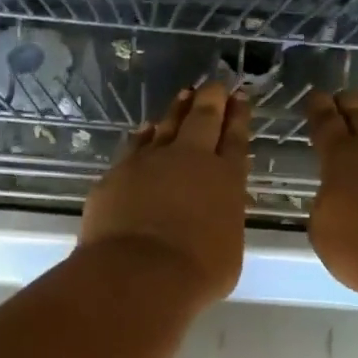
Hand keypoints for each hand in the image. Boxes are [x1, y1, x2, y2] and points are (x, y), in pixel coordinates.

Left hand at [79, 84, 249, 308]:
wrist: (140, 272)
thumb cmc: (197, 271)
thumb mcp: (227, 249)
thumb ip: (221, 222)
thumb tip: (212, 217)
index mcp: (226, 179)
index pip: (235, 140)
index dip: (238, 118)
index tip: (240, 99)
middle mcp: (190, 161)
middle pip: (203, 120)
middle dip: (212, 100)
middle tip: (216, 84)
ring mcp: (149, 163)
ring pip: (166, 126)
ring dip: (176, 111)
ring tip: (184, 95)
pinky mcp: (117, 174)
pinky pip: (134, 147)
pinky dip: (143, 137)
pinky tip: (145, 130)